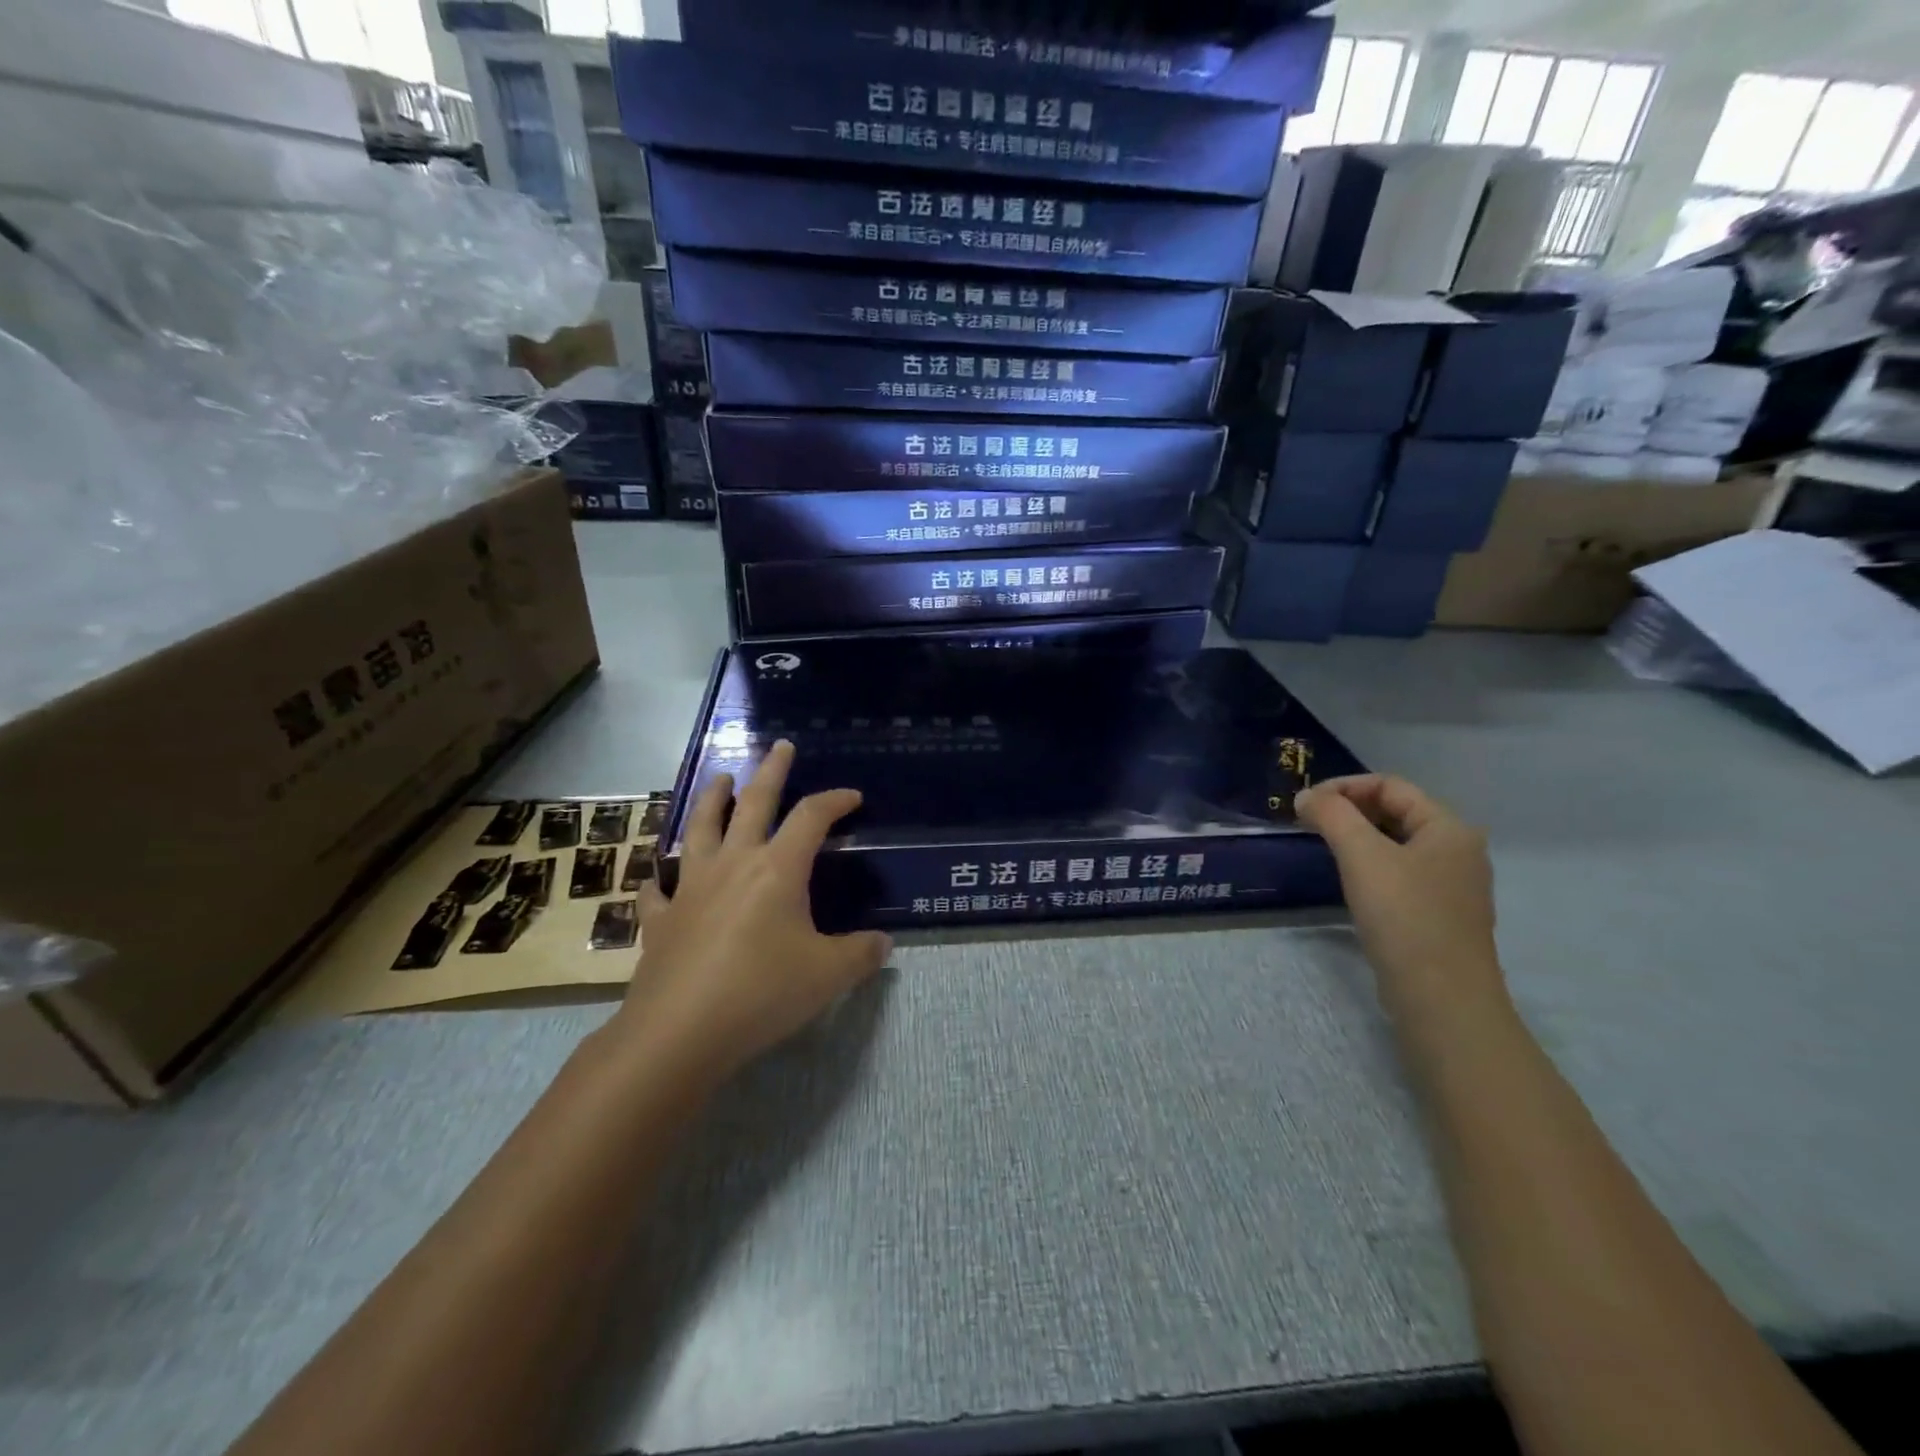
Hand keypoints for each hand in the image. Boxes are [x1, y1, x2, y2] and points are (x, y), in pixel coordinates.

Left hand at [615, 740, 890, 1083]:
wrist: (680, 1032)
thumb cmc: (762, 992)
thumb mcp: (828, 976)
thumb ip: (861, 954)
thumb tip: (883, 944)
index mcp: (778, 868)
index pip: (812, 817)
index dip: (835, 801)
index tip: (853, 797)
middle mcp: (734, 864)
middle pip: (753, 803)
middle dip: (771, 771)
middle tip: (779, 746)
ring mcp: (692, 888)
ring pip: (701, 828)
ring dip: (712, 799)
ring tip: (720, 779)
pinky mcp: (662, 918)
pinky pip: (659, 889)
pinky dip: (662, 878)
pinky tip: (661, 878)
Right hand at [1294, 775, 1505, 1019]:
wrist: (1441, 998)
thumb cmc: (1404, 916)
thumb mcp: (1362, 855)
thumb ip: (1332, 816)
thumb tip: (1306, 797)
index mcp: (1449, 828)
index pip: (1391, 785)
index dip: (1344, 786)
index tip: (1304, 803)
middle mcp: (1458, 850)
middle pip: (1396, 811)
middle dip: (1349, 810)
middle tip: (1307, 822)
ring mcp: (1451, 885)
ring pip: (1396, 844)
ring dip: (1357, 837)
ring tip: (1321, 846)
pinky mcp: (1438, 915)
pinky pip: (1400, 873)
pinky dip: (1369, 865)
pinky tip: (1348, 880)